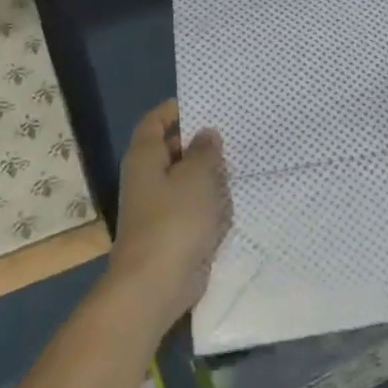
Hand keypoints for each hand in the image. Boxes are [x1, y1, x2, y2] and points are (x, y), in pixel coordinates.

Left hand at [106, 100, 231, 338]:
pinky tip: (235, 197)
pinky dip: (211, 201)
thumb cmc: (174, 221)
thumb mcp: (196, 177)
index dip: (175, 109)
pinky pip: (194, 206)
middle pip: (172, 149)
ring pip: (186, 179)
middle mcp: (147, 179)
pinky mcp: (174, 231)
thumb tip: (206, 134)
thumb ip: (204, 151)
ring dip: (209, 173)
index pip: (155, 122)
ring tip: (242, 160)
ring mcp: (159, 207)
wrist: (156, 284)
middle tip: (235, 132)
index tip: (206, 103)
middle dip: (200, 142)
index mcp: (145, 158)